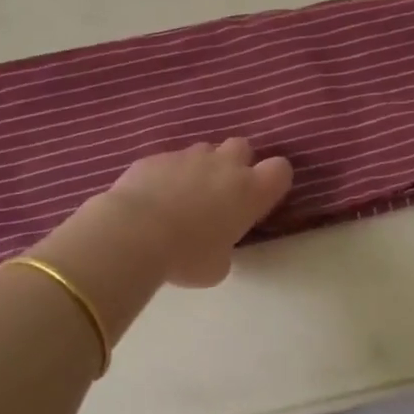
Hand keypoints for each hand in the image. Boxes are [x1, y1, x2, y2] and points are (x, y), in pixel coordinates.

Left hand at [102, 137, 293, 287]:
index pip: (280, 170)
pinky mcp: (157, 157)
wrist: (133, 233)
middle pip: (243, 147)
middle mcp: (224, 165)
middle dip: (237, 163)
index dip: (273, 181)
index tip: (261, 198)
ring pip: (205, 150)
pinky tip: (154, 198)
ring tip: (186, 195)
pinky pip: (170, 160)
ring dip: (202, 167)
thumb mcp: (217, 267)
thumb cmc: (186, 256)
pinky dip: (168, 175)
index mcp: (250, 192)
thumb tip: (217, 246)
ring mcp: (189, 156)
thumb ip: (225, 249)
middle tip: (223, 192)